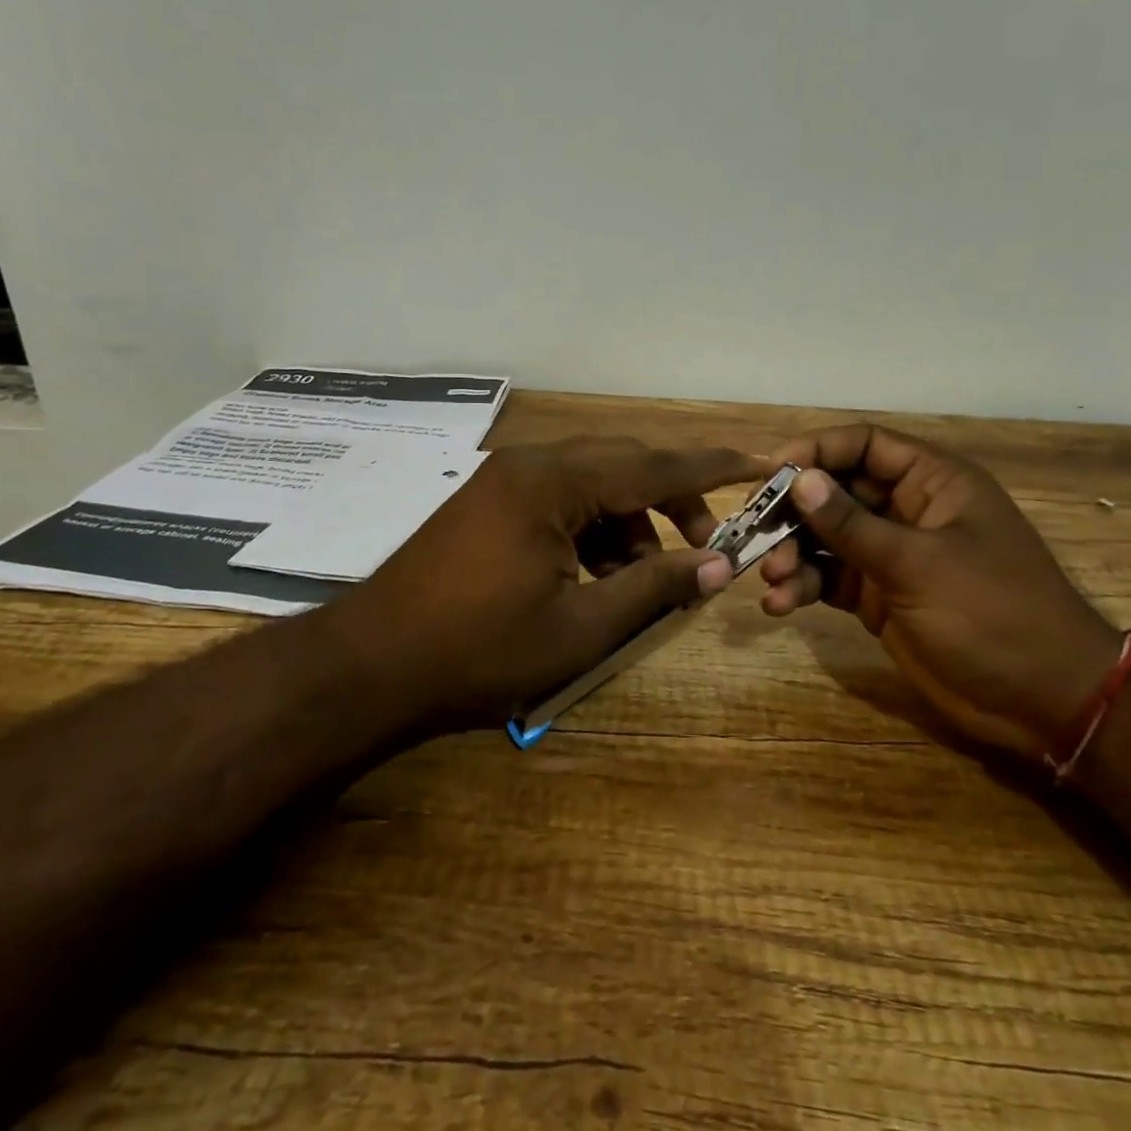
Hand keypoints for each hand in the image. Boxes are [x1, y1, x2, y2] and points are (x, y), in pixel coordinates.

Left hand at [325, 438, 763, 732]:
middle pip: (623, 467)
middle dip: (671, 503)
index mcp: (552, 483)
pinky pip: (560, 502)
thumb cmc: (477, 651)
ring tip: (643, 582)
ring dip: (628, 525)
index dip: (713, 468)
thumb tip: (719, 566)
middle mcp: (530, 465)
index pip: (652, 465)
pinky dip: (591, 532)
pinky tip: (597, 579)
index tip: (761, 463)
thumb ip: (653, 587)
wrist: (368, 666)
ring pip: (592, 486)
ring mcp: (504, 482)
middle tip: (705, 549)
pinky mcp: (489, 504)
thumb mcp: (579, 628)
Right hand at [759, 424, 1120, 755]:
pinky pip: (829, 578)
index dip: (816, 451)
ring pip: (825, 537)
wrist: (1044, 701)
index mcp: (933, 483)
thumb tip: (800, 480)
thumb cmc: (993, 614)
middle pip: (835, 491)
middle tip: (754, 533)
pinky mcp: (878, 596)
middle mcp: (907, 510)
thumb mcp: (919, 565)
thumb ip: (853, 524)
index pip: (864, 445)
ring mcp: (891, 555)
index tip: (770, 473)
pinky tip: (780, 605)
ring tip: (771, 580)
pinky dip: (802, 586)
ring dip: (792, 553)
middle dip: (793, 511)